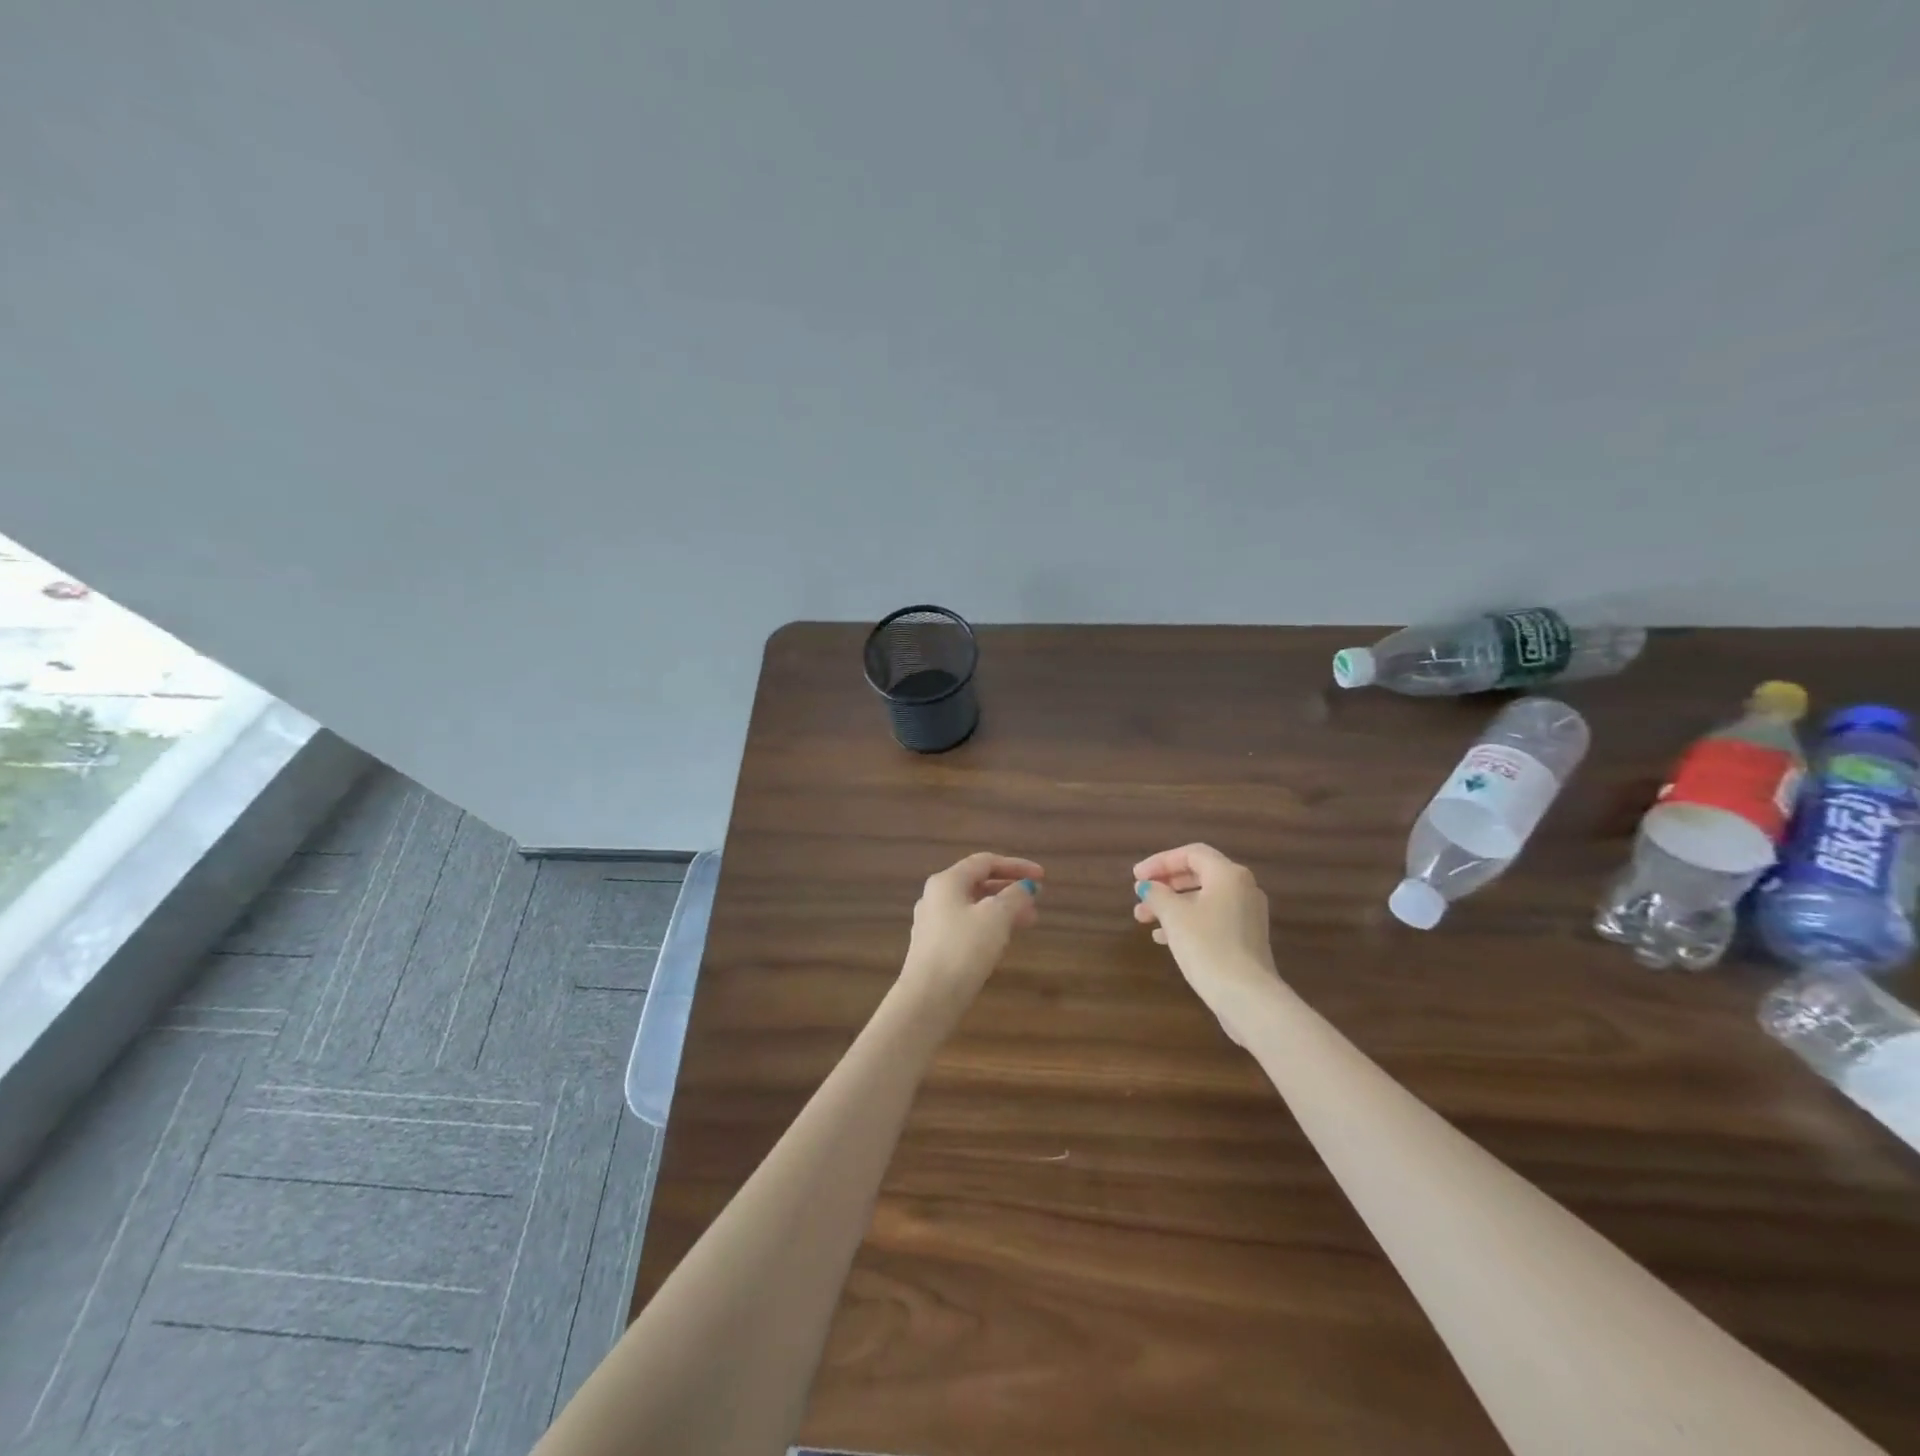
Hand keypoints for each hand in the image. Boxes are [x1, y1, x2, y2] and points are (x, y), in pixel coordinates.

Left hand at [902, 852, 1043, 1009]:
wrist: (929, 998)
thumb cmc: (964, 949)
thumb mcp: (996, 917)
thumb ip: (1015, 897)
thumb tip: (1025, 887)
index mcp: (947, 881)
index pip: (985, 862)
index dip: (1016, 866)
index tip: (1042, 877)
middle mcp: (935, 897)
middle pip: (978, 884)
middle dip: (1010, 890)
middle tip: (1036, 902)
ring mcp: (931, 923)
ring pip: (973, 907)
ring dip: (1002, 910)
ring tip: (1027, 922)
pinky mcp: (933, 947)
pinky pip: (966, 926)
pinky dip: (988, 926)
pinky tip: (1003, 941)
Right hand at [1133, 844, 1278, 1014]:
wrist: (1247, 997)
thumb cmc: (1207, 946)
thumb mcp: (1174, 916)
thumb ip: (1157, 894)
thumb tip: (1147, 887)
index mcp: (1228, 874)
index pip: (1191, 854)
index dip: (1160, 861)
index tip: (1136, 877)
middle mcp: (1243, 888)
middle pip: (1198, 875)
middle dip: (1165, 884)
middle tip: (1140, 895)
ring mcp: (1248, 914)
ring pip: (1203, 899)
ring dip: (1172, 905)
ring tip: (1143, 919)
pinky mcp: (1246, 938)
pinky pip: (1212, 918)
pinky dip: (1187, 921)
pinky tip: (1164, 937)